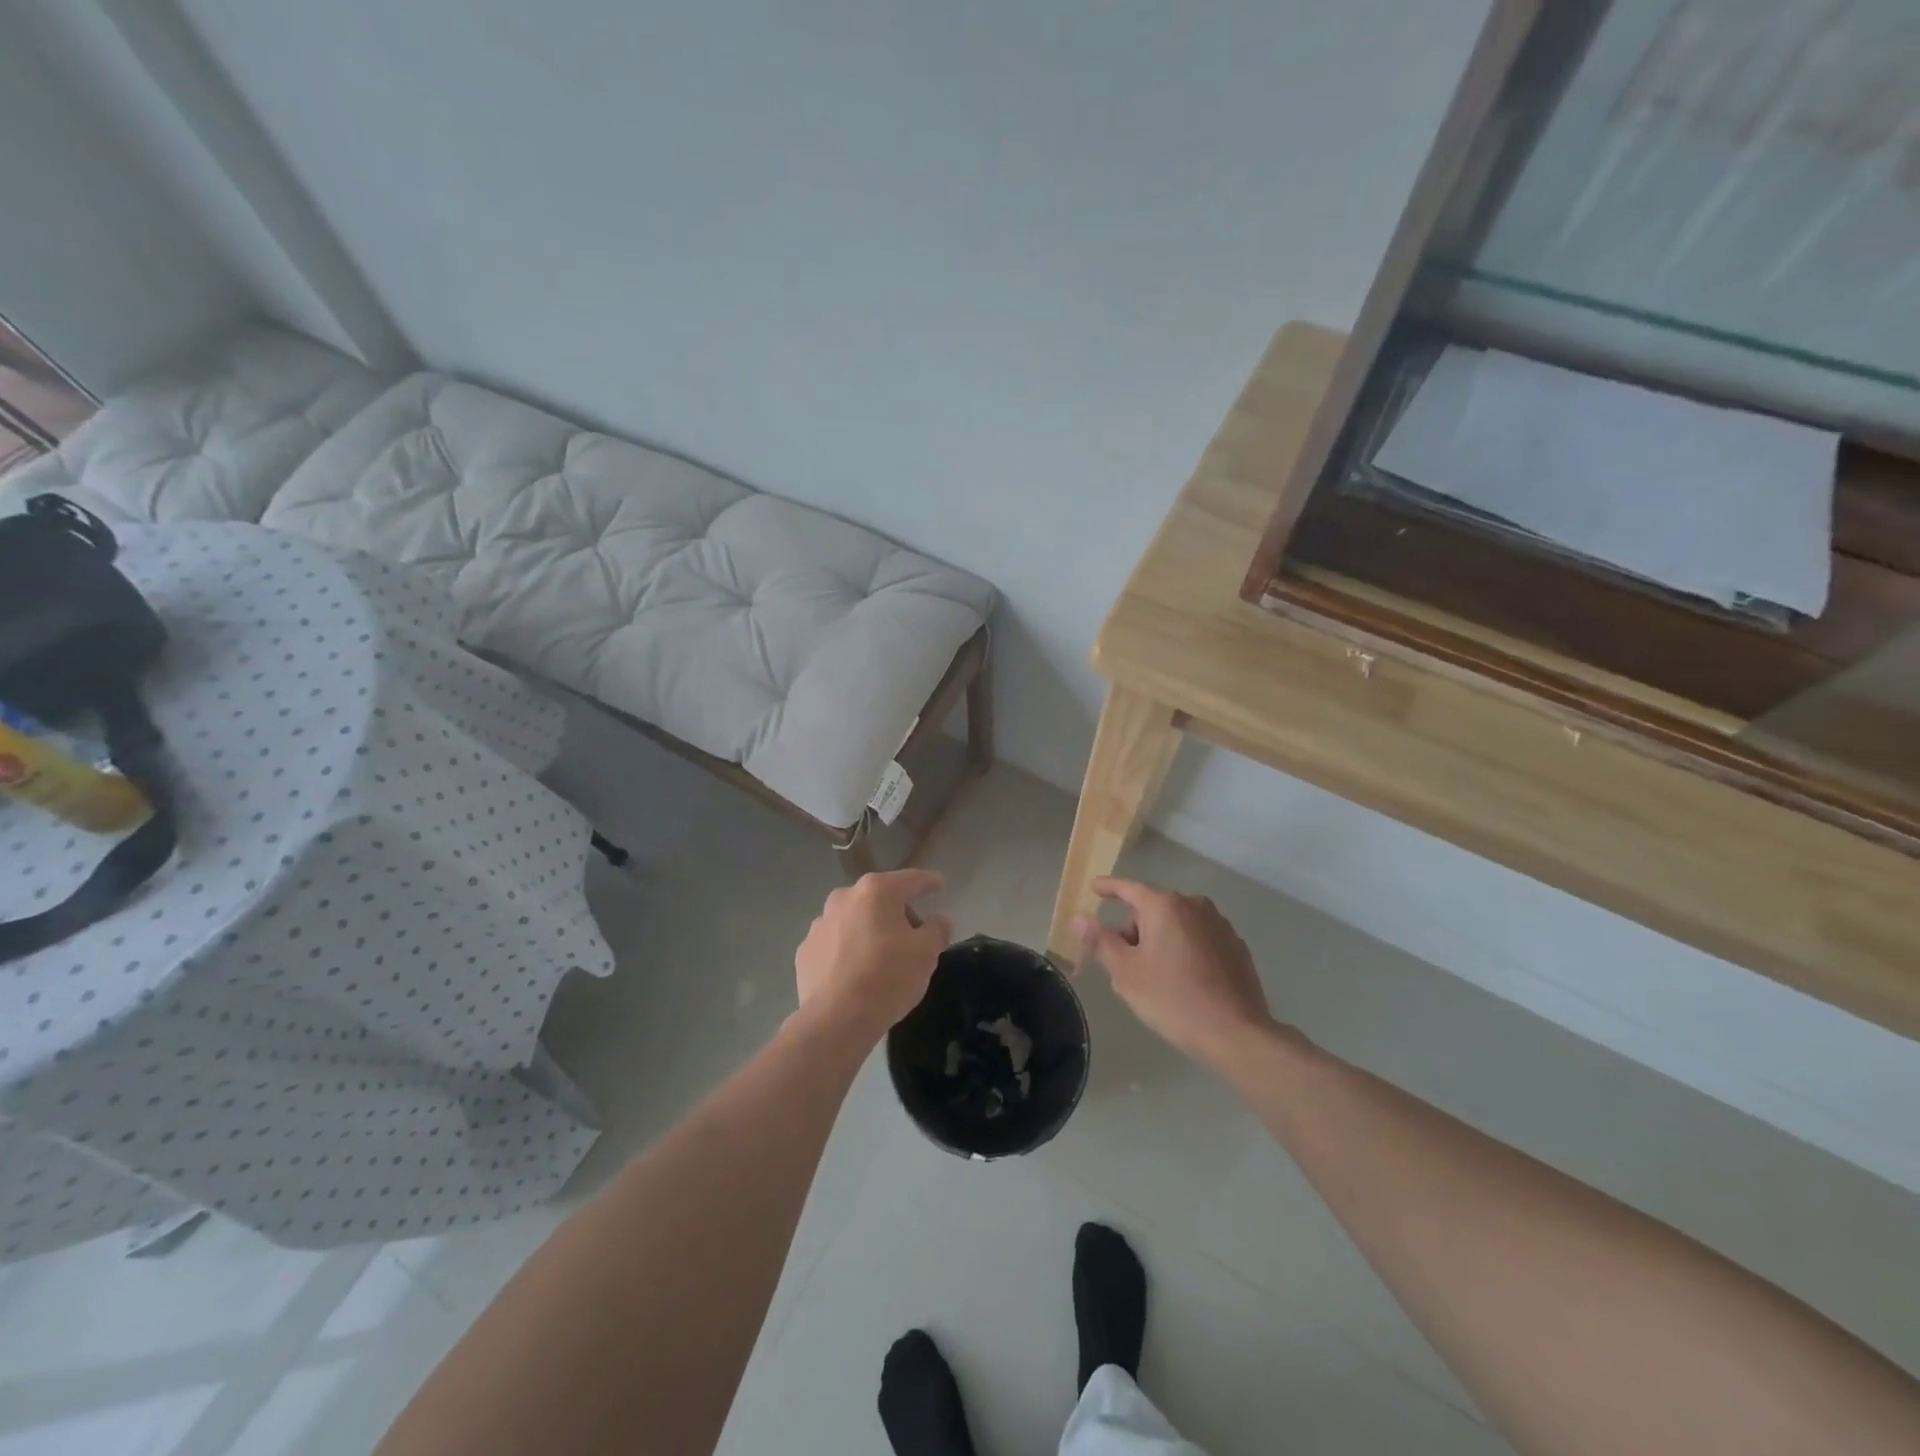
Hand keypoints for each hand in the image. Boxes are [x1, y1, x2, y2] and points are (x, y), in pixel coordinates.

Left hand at [794, 870, 953, 1040]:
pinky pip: (835, 942)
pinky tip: (856, 973)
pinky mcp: (806, 950)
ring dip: (870, 930)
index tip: (940, 885)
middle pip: (880, 898)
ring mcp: (820, 923)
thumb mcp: (927, 953)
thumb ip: (937, 929)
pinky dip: (848, 950)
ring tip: (882, 958)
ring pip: (855, 919)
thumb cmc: (888, 977)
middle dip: (898, 912)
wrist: (836, 1019)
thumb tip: (937, 920)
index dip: (929, 882)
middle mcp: (844, 898)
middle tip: (914, 937)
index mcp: (876, 891)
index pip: (911, 879)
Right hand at [1072, 877, 1274, 1068]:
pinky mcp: (1236, 946)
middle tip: (1126, 962)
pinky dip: (1186, 948)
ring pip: (1178, 922)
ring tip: (1156, 975)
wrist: (1236, 1033)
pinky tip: (1185, 979)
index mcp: (1164, 906)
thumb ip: (1101, 941)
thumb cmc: (1173, 999)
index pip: (1128, 888)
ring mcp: (1219, 924)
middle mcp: (1194, 905)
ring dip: (1162, 938)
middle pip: (1153, 908)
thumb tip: (1079, 919)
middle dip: (1136, 927)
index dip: (1108, 887)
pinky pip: (1200, 937)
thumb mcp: (1126, 973)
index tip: (1095, 887)